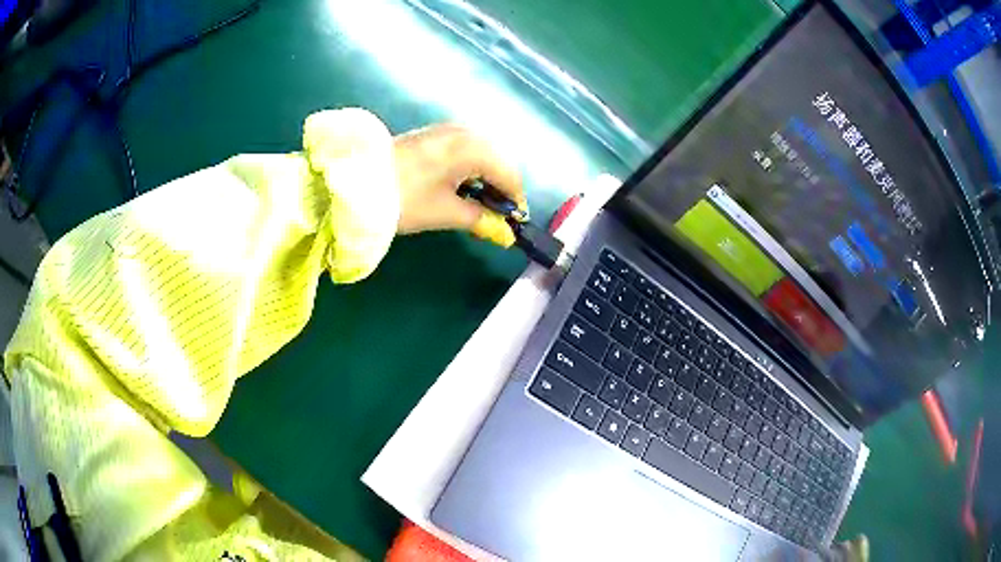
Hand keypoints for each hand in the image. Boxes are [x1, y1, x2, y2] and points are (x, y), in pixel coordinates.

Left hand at [392, 123, 525, 246]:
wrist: (355, 182)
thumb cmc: (404, 198)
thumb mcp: (445, 212)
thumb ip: (481, 220)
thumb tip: (506, 235)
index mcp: (473, 148)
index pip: (509, 175)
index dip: (514, 201)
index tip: (513, 226)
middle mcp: (466, 132)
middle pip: (498, 161)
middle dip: (500, 189)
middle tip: (493, 217)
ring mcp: (448, 129)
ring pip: (482, 154)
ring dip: (485, 178)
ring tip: (475, 205)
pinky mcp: (433, 134)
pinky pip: (465, 149)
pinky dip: (470, 169)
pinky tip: (460, 187)